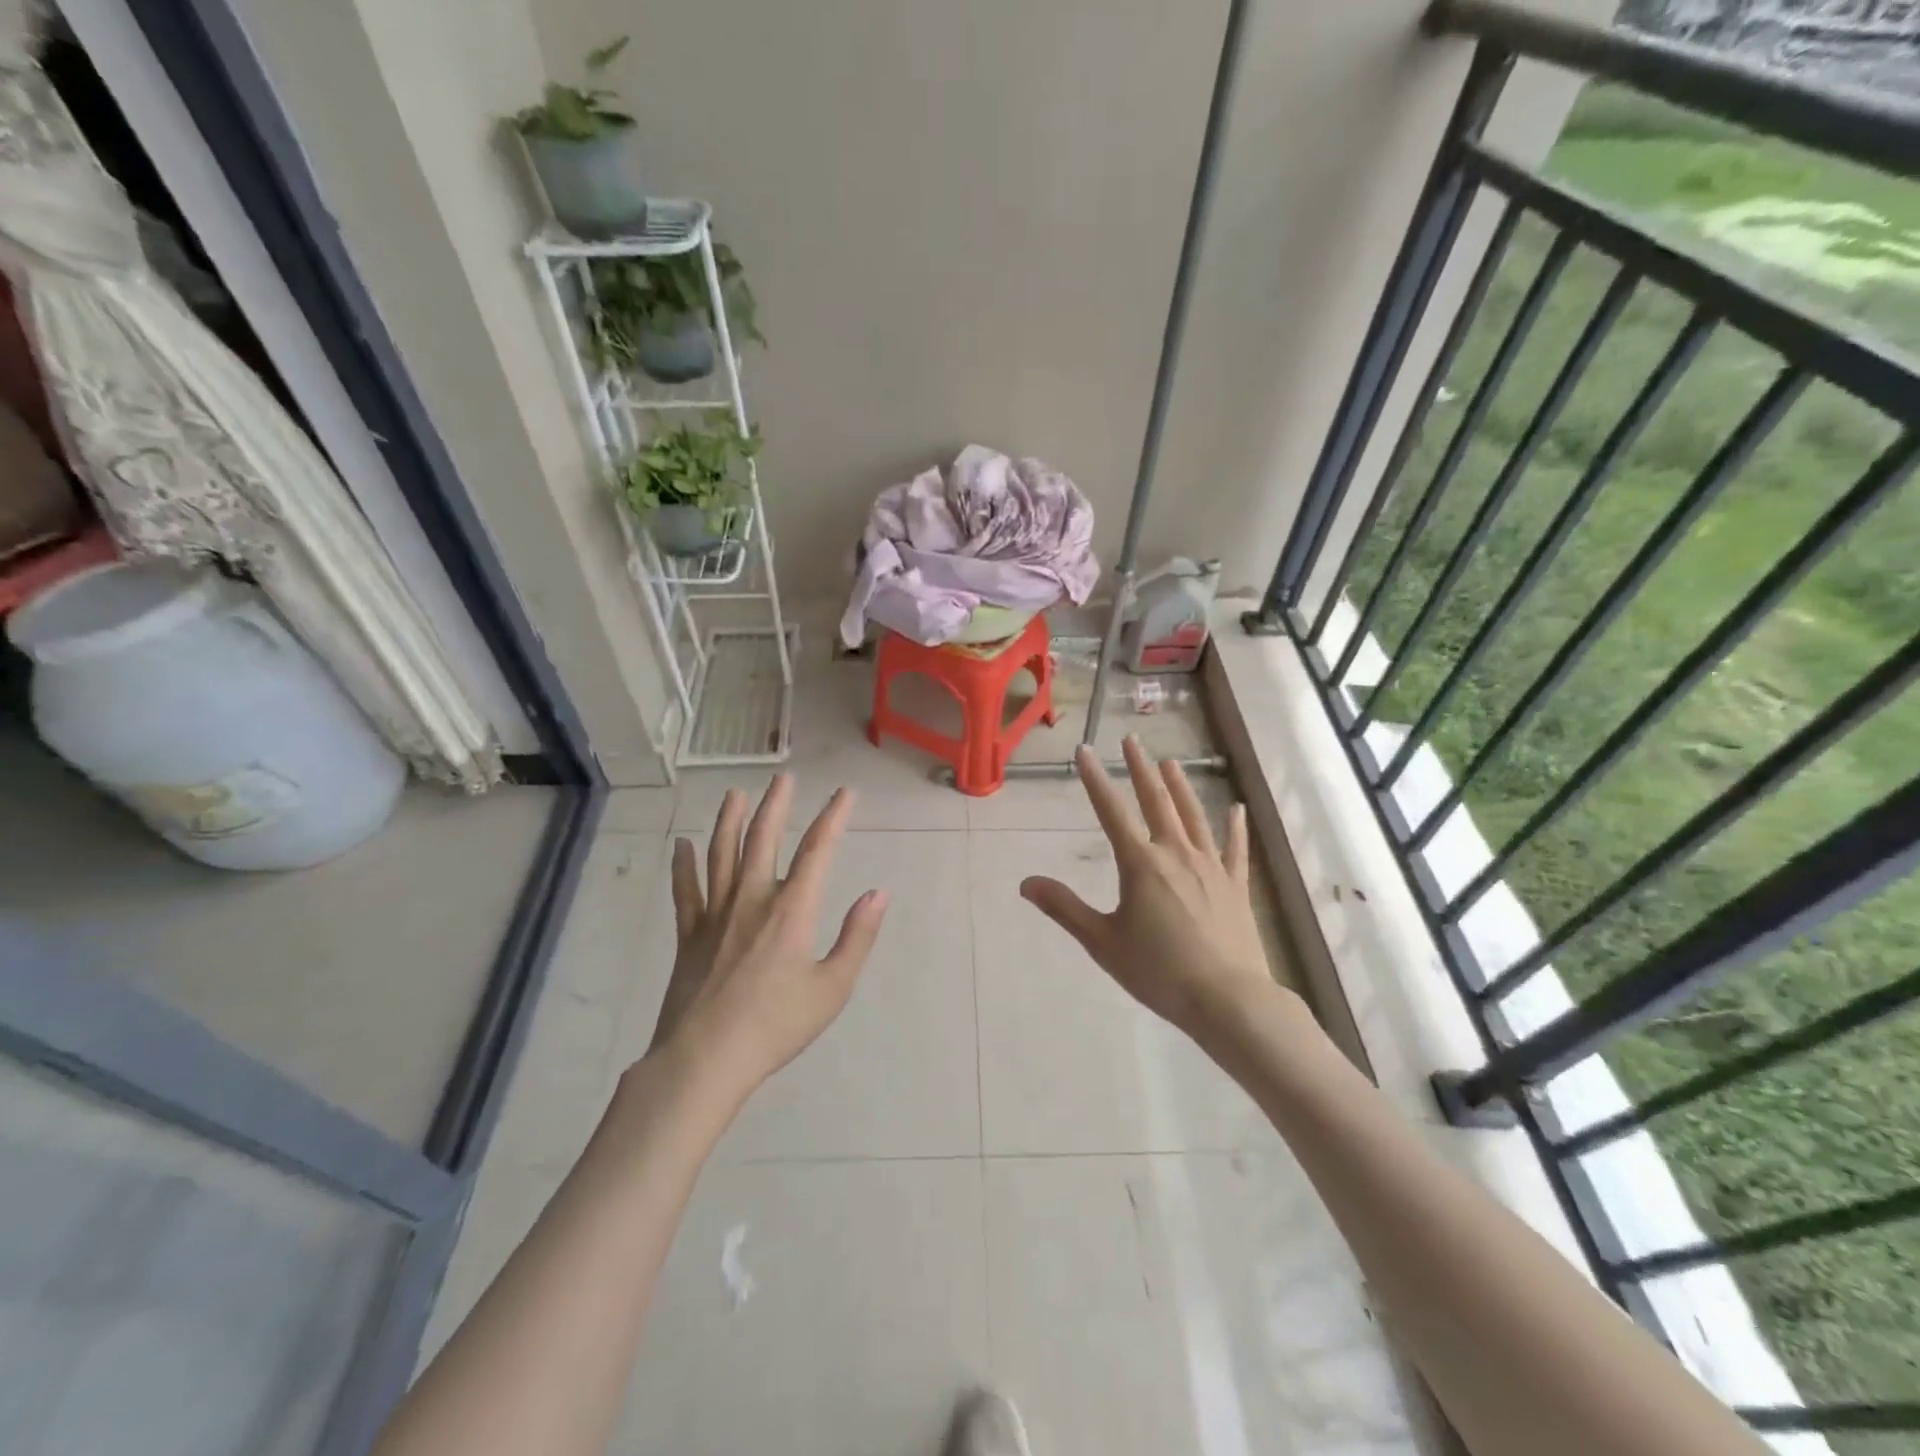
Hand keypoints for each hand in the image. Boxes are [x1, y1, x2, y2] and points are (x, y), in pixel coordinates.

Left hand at [646, 777, 888, 1101]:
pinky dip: (683, 865)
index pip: (817, 850)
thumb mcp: (832, 987)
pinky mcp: (688, 934)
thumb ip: (857, 936)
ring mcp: (715, 914)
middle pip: (763, 838)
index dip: (833, 817)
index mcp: (791, 909)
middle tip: (783, 777)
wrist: (705, 1059)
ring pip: (721, 854)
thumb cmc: (776, 1025)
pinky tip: (681, 844)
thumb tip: (878, 892)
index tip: (845, 793)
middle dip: (776, 805)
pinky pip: (685, 890)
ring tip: (734, 794)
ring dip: (729, 820)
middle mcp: (752, 899)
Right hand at [1020, 739, 1275, 1045]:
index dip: (1096, 779)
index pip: (1111, 812)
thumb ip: (1064, 908)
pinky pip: (1234, 848)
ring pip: (1193, 816)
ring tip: (1170, 762)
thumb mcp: (1102, 942)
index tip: (1085, 750)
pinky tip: (1236, 809)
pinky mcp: (1235, 885)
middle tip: (1132, 740)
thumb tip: (1026, 882)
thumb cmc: (1158, 971)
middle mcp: (1175, 854)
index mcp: (1140, 864)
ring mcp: (1210, 866)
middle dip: (1141, 769)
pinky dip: (1234, 827)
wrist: (1227, 999)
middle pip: (1156, 801)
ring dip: (1180, 787)